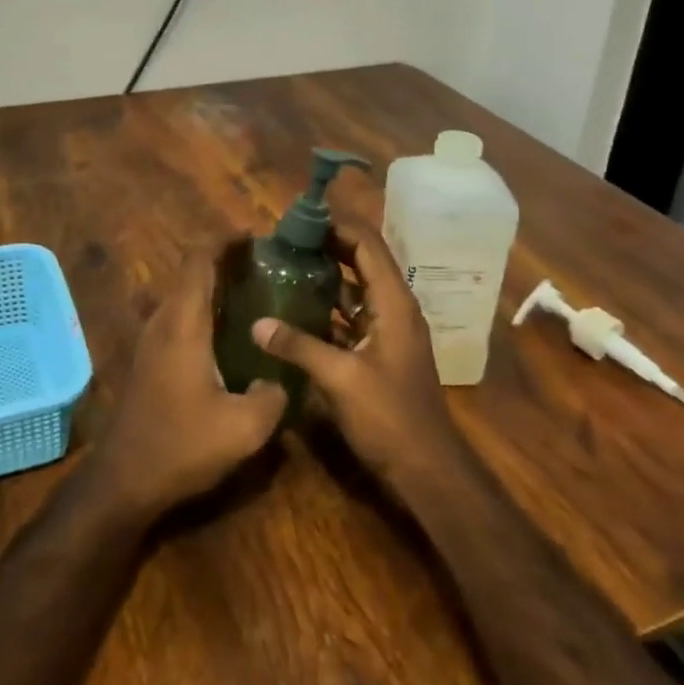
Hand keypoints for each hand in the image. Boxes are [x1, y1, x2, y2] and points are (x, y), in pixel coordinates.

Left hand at [92, 248, 287, 519]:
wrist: (124, 479)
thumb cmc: (182, 446)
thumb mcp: (244, 428)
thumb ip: (272, 397)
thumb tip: (277, 381)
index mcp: (183, 323)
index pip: (199, 260)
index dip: (225, 240)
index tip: (255, 236)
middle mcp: (162, 322)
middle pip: (190, 273)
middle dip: (224, 261)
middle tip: (264, 267)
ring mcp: (149, 340)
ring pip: (181, 295)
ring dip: (211, 286)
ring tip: (251, 293)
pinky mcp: (147, 360)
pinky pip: (176, 317)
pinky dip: (201, 309)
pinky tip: (226, 333)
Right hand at [249, 219, 466, 489]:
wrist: (426, 468)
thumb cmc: (389, 418)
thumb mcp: (340, 379)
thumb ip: (299, 346)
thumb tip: (257, 323)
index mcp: (394, 303)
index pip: (367, 245)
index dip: (336, 225)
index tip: (299, 216)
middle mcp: (394, 308)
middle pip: (362, 261)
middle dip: (328, 244)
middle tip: (286, 238)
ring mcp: (388, 331)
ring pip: (356, 289)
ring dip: (327, 274)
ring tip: (286, 262)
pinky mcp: (379, 352)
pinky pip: (351, 316)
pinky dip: (327, 306)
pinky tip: (296, 307)